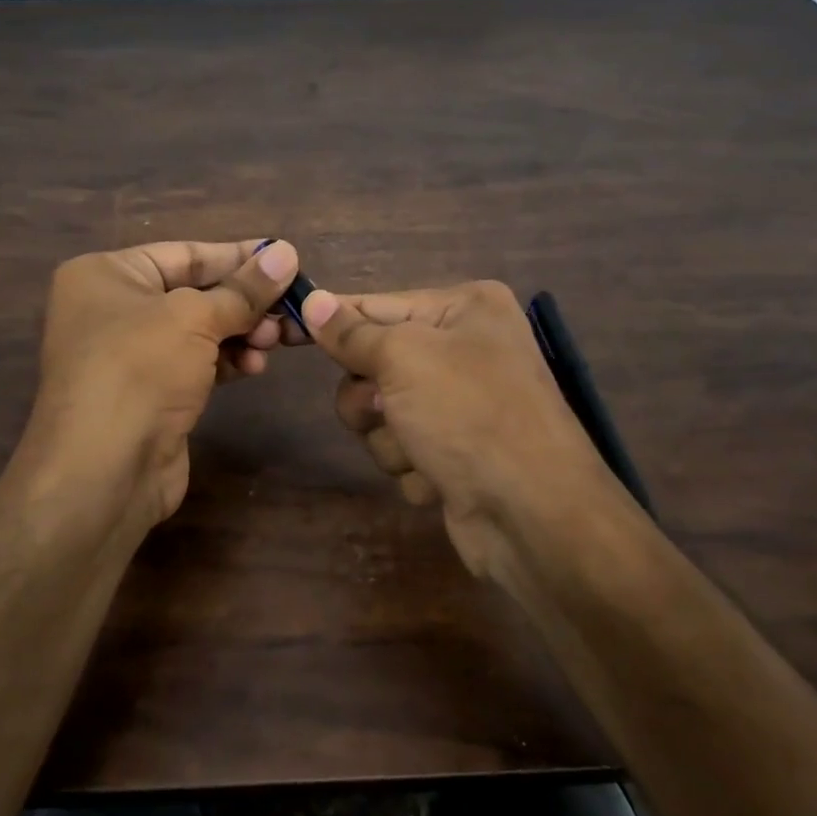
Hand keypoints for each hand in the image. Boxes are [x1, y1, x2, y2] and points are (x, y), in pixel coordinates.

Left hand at [32, 238, 298, 523]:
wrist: (103, 470)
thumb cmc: (139, 370)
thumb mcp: (195, 318)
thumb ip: (244, 289)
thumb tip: (287, 253)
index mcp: (107, 275)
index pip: (184, 254)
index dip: (238, 256)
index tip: (286, 258)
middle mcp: (113, 310)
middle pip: (195, 293)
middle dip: (245, 302)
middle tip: (291, 309)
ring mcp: (130, 356)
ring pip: (200, 331)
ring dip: (242, 333)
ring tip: (276, 341)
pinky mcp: (151, 394)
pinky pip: (197, 364)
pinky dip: (228, 361)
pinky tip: (255, 366)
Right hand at [298, 281, 614, 584]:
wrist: (532, 515)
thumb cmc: (470, 415)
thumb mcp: (404, 359)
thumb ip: (352, 333)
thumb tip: (311, 300)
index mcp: (466, 309)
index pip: (377, 305)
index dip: (331, 322)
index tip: (284, 326)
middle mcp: (467, 349)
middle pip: (375, 364)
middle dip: (371, 397)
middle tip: (386, 408)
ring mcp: (462, 404)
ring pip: (382, 413)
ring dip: (391, 438)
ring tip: (423, 452)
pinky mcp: (455, 452)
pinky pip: (404, 448)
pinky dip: (413, 465)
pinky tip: (441, 478)